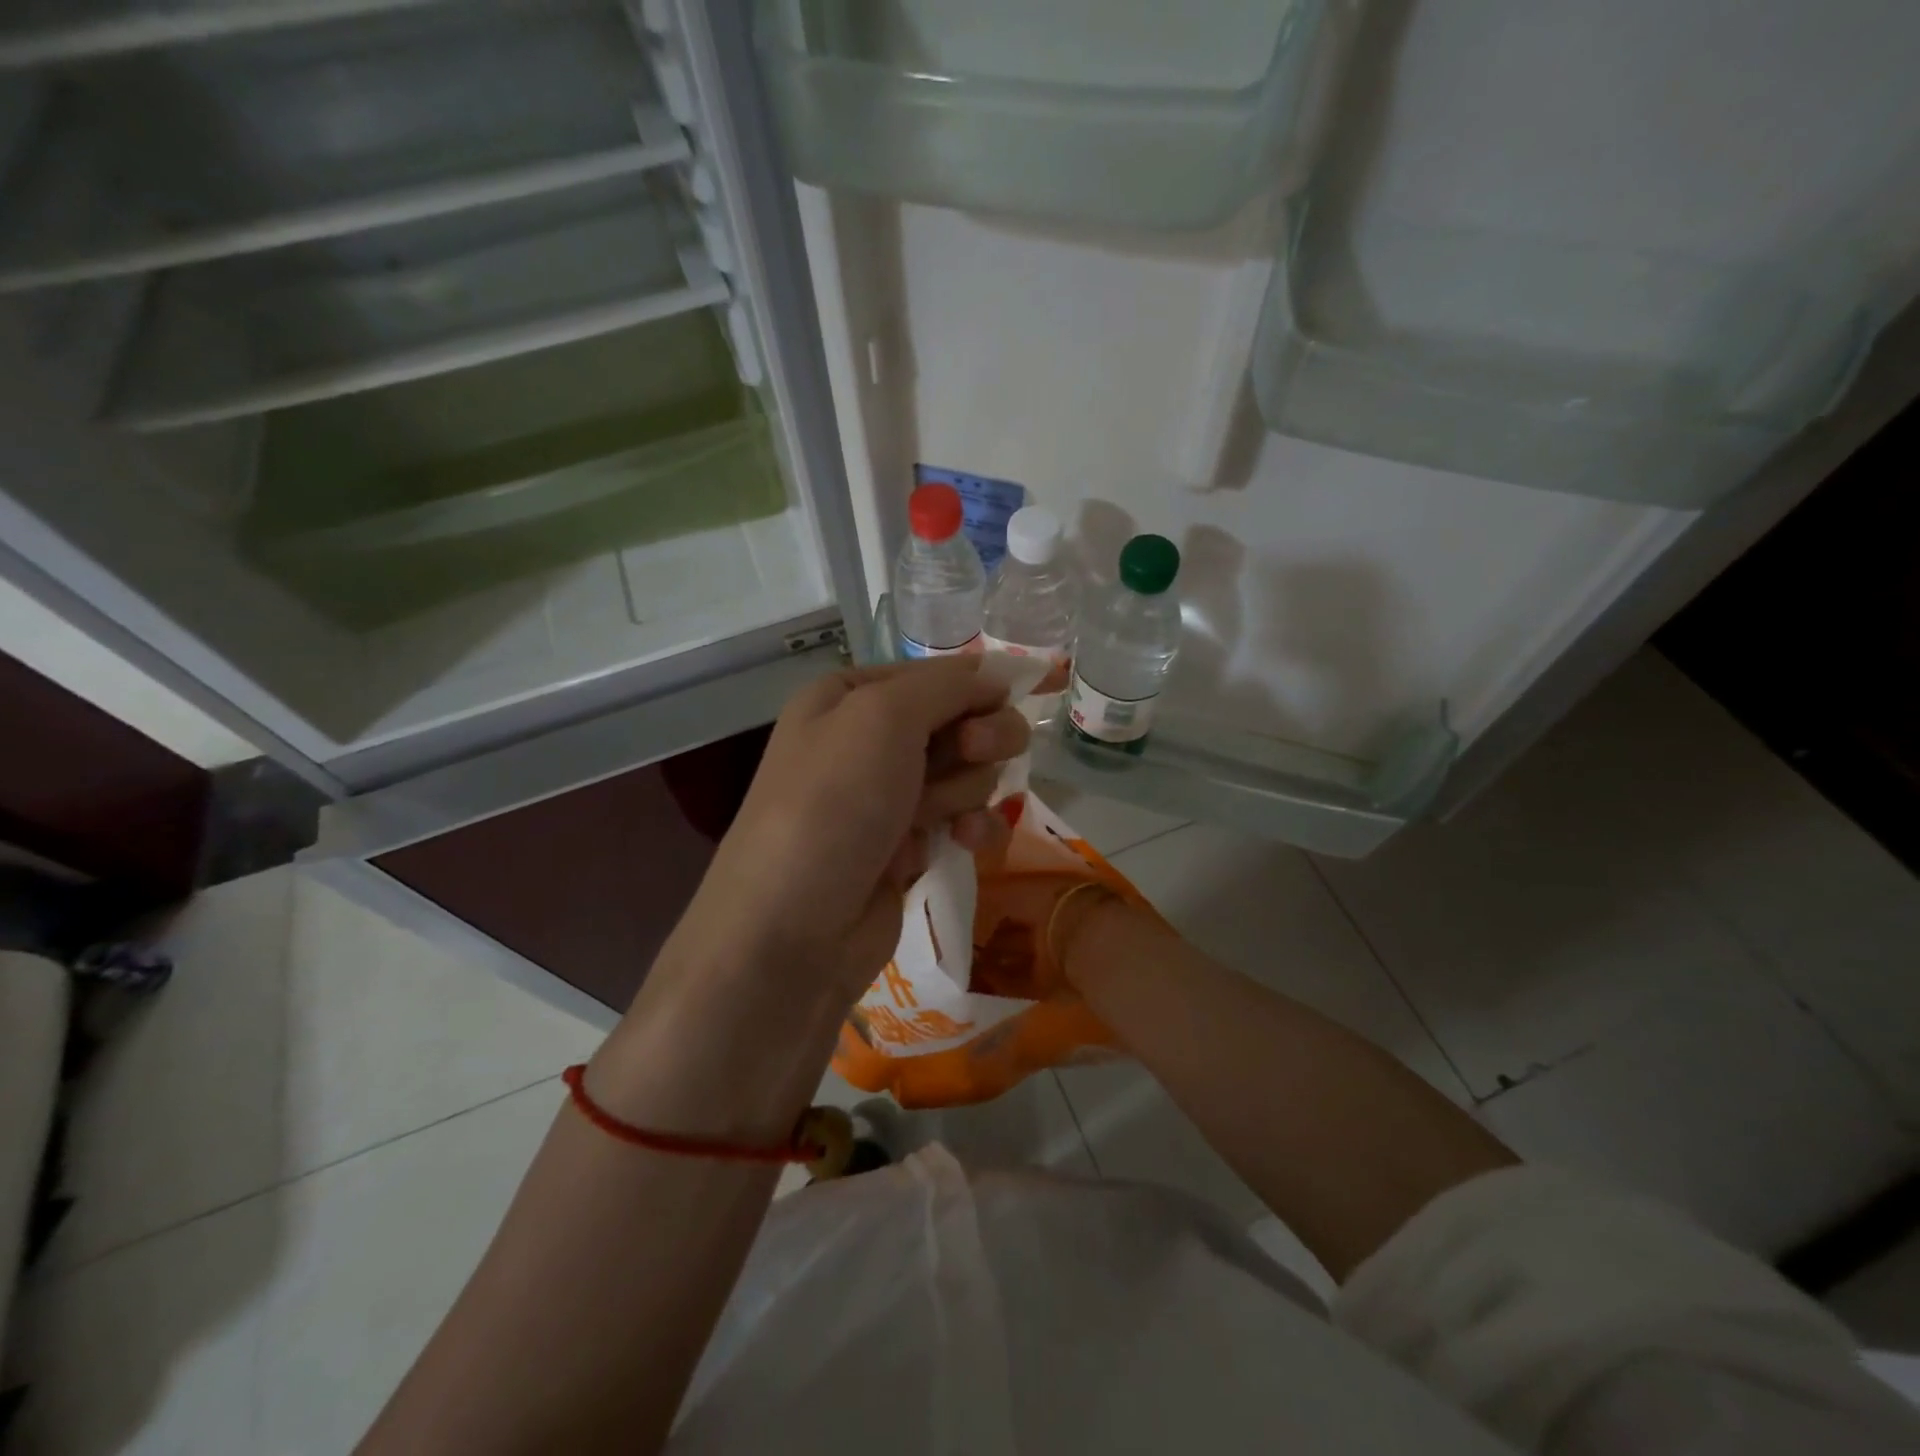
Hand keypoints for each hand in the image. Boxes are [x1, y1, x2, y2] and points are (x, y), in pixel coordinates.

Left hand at [680, 657, 1029, 998]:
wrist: (792, 930)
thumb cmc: (833, 803)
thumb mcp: (882, 717)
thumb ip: (947, 686)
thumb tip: (999, 672)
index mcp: (849, 697)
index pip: (937, 674)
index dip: (979, 686)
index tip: (1017, 697)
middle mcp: (868, 741)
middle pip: (961, 721)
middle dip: (978, 738)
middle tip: (972, 753)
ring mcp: (890, 796)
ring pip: (970, 772)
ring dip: (967, 790)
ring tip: (934, 817)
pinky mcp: (909, 846)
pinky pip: (965, 819)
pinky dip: (972, 827)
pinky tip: (965, 842)